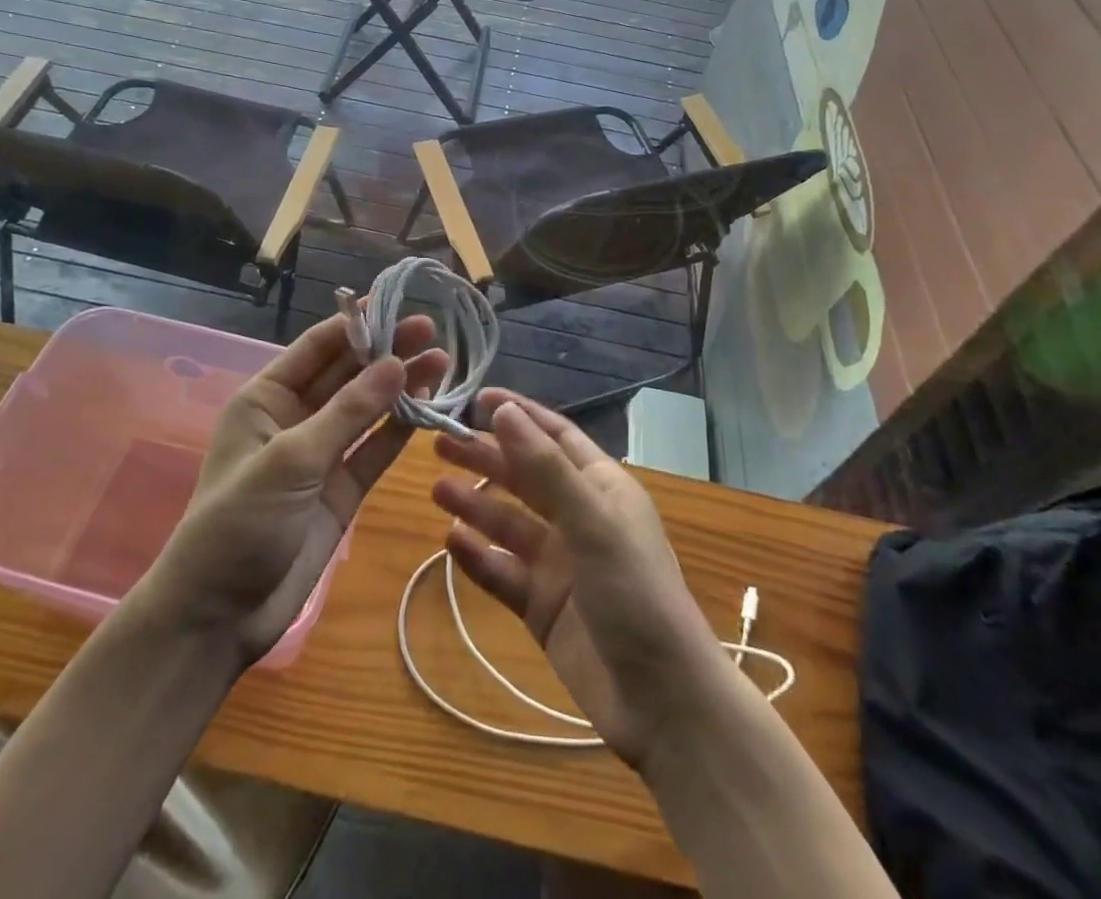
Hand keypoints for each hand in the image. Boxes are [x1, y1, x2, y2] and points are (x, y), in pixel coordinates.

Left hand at [141, 311, 447, 667]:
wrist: (219, 616)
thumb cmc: (238, 523)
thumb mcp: (289, 460)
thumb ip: (347, 413)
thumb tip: (396, 363)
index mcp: (266, 398)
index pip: (318, 347)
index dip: (357, 324)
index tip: (397, 304)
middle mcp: (296, 418)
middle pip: (348, 374)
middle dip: (387, 351)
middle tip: (431, 330)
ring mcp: (322, 454)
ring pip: (368, 409)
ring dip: (401, 386)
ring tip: (442, 361)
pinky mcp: (343, 489)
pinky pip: (376, 449)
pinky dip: (401, 428)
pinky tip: (430, 405)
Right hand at [432, 391, 730, 769]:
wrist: (663, 704)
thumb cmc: (636, 594)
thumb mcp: (592, 523)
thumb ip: (545, 468)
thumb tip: (503, 409)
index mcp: (601, 488)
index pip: (554, 436)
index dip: (519, 414)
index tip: (476, 397)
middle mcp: (578, 518)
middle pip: (524, 477)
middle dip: (485, 458)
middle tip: (439, 443)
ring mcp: (559, 564)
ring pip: (508, 523)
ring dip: (475, 505)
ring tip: (437, 489)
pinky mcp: (542, 607)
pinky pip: (502, 571)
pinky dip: (478, 556)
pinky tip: (451, 542)